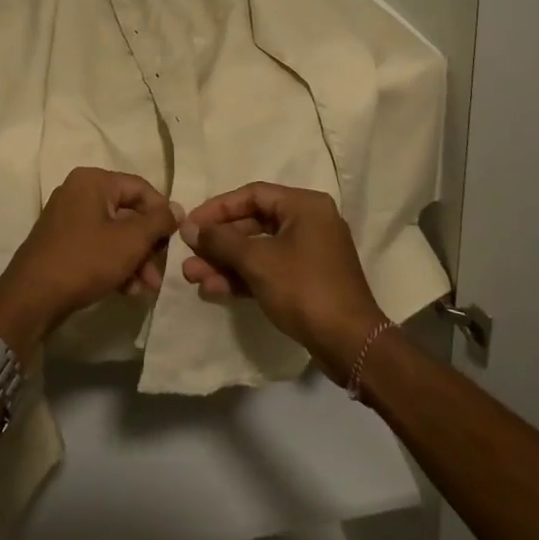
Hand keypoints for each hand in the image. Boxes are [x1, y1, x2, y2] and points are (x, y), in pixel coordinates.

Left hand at [0, 168, 178, 362]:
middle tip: (160, 272)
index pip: (141, 188)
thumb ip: (158, 222)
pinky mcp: (62, 243)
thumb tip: (177, 208)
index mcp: (93, 181)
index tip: (175, 241)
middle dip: (148, 245)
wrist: (32, 299)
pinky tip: (128, 291)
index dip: (162, 214)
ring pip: (115, 234)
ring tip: (146, 288)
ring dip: (135, 260)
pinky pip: (98, 246)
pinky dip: (115, 265)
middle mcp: (79, 192)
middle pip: (128, 212)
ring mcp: (68, 218)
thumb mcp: (130, 241)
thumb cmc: (85, 260)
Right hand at [180, 182, 387, 382]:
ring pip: (258, 250)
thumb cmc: (304, 289)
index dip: (217, 208)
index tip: (190, 224)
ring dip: (225, 262)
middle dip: (218, 242)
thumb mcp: (257, 261)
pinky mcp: (306, 281)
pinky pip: (268, 269)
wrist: (350, 344)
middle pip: (253, 223)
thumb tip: (189, 228)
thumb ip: (221, 241)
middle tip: (188, 254)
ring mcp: (309, 253)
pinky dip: (242, 277)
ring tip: (192, 276)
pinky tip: (213, 289)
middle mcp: (309, 222)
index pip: (252, 195)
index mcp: (304, 206)